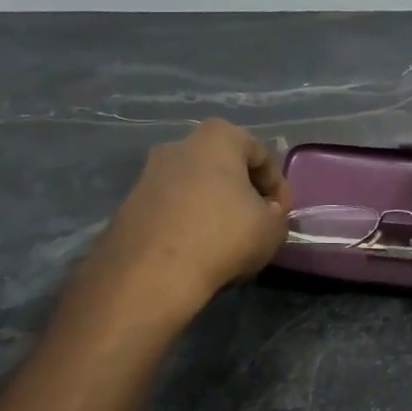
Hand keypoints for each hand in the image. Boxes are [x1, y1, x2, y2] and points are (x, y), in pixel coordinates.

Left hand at [85, 119, 289, 321]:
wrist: (153, 272)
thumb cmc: (223, 236)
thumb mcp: (273, 228)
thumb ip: (276, 213)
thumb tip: (265, 211)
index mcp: (217, 138)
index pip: (260, 153)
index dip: (278, 185)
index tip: (281, 214)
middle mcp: (179, 145)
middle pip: (223, 166)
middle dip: (242, 192)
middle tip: (255, 222)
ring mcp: (149, 173)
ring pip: (194, 186)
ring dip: (213, 207)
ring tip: (226, 240)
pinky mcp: (131, 204)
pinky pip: (171, 208)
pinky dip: (187, 222)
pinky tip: (197, 250)